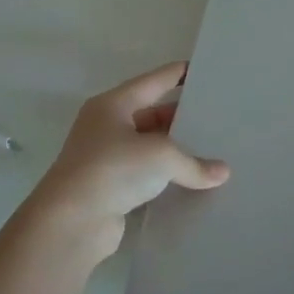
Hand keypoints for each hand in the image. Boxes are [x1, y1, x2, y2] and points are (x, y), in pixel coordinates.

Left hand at [24, 62, 229, 258]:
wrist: (70, 223)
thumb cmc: (113, 170)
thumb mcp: (161, 156)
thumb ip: (194, 163)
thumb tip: (222, 173)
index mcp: (113, 105)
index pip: (154, 81)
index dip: (179, 74)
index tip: (205, 70)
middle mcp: (107, 127)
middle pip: (152, 114)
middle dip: (182, 116)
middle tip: (217, 115)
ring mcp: (107, 159)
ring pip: (150, 147)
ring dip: (176, 150)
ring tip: (212, 149)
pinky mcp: (110, 188)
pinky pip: (146, 175)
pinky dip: (167, 177)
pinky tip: (193, 180)